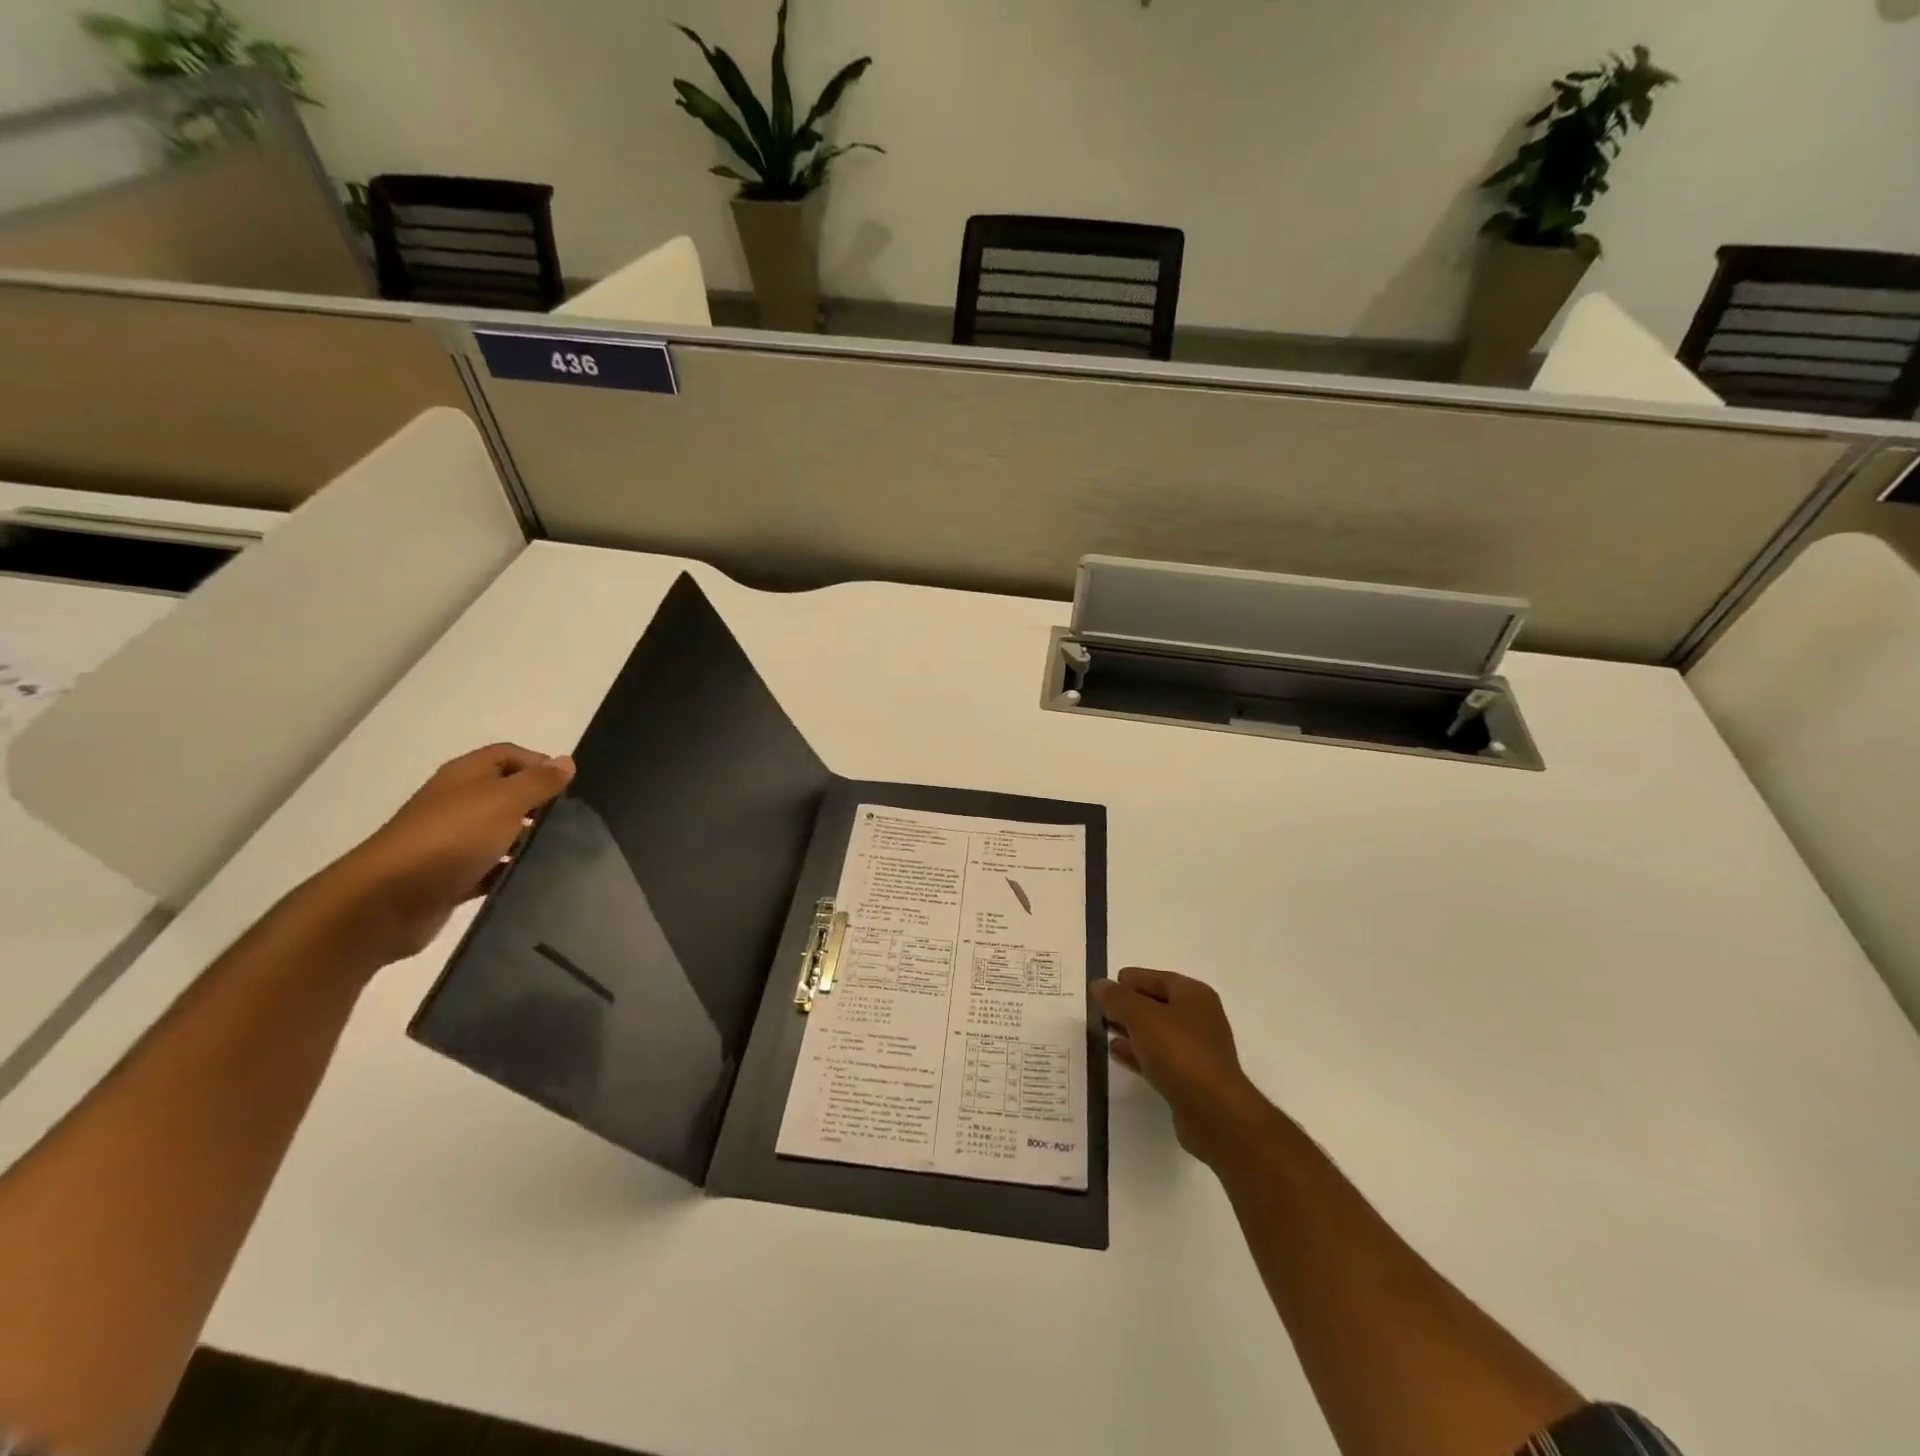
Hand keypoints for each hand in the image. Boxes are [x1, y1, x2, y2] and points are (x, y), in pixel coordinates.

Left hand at [298, 744, 574, 971]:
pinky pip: (491, 870)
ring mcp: (452, 842)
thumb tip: (566, 761)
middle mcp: (458, 803)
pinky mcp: (451, 878)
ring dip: (527, 841)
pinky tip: (534, 881)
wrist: (386, 902)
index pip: (509, 755)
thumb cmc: (450, 839)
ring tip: (563, 852)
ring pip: (501, 833)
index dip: (540, 764)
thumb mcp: (503, 801)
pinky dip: (510, 872)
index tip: (570, 788)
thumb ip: (538, 782)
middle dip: (539, 804)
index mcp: (466, 776)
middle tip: (573, 821)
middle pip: (507, 794)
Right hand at [1093, 968, 1275, 1168]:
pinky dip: (1137, 1053)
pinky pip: (1158, 1058)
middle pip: (1157, 1004)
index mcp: (1194, 995)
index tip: (1102, 989)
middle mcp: (1199, 1018)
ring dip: (1131, 1030)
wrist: (1213, 1112)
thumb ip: (1117, 998)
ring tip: (1102, 1030)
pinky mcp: (1190, 1079)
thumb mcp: (1141, 1016)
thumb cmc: (1179, 1052)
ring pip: (1156, 1032)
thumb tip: (1099, 984)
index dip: (1129, 981)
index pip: (1156, 978)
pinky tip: (1116, 1054)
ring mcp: (1197, 1050)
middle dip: (1128, 1006)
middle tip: (1099, 1010)